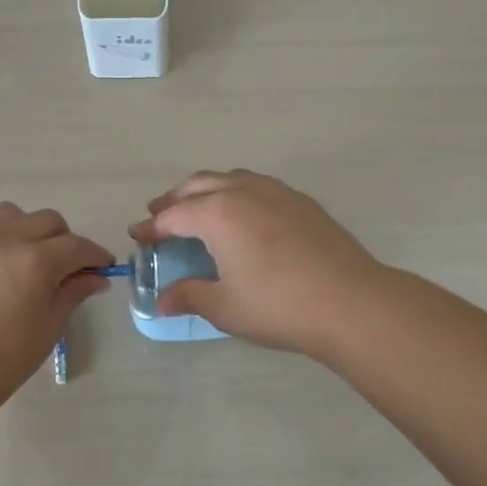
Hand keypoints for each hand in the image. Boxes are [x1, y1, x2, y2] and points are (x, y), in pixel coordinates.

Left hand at [0, 203, 115, 399]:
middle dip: (65, 241)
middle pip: (48, 221)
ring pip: (11, 213)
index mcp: (35, 260)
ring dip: (27, 228)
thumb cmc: (5, 357)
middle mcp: (5, 237)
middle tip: (66, 268)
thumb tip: (96, 278)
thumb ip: (73, 293)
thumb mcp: (49, 326)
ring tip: (26, 256)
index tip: (103, 267)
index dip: (96, 256)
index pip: (77, 246)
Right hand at [129, 170, 385, 355]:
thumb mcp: (224, 306)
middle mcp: (243, 192)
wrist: (350, 301)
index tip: (137, 236)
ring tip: (198, 208)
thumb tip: (161, 302)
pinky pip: (257, 186)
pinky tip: (243, 215)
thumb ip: (188, 296)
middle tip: (160, 215)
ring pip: (230, 179)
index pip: (173, 215)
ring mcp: (276, 192)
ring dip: (206, 190)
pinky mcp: (302, 202)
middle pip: (198, 185)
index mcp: (217, 213)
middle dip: (174, 199)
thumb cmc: (277, 305)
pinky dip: (236, 193)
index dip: (151, 227)